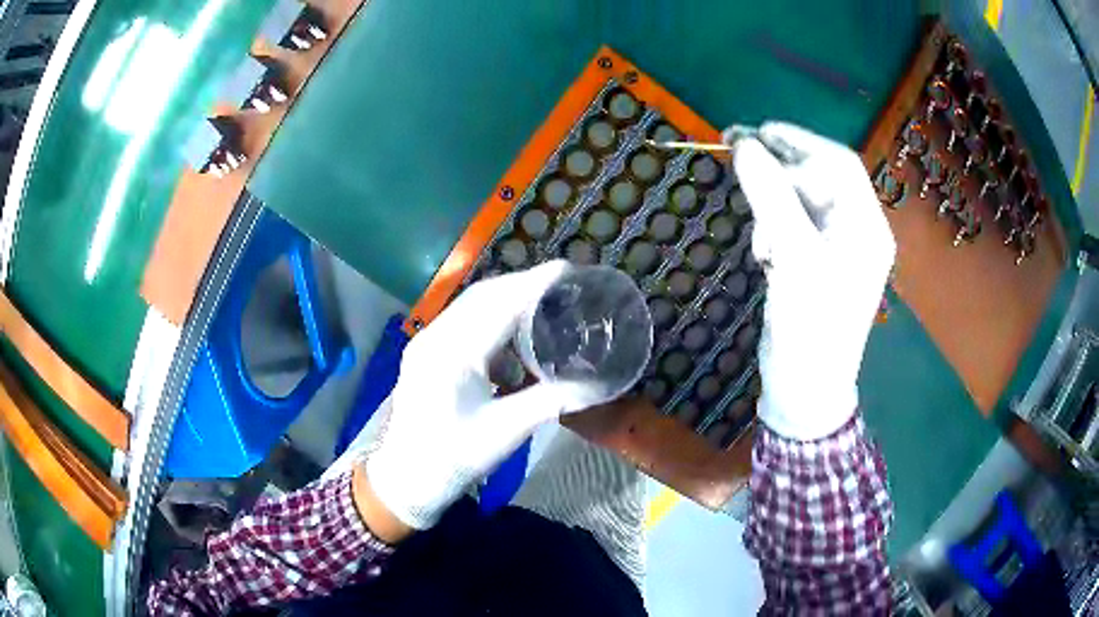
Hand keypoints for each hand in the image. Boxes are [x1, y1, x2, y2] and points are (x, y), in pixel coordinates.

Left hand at [365, 260, 582, 529]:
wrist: (407, 478)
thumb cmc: (455, 457)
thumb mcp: (506, 431)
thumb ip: (552, 401)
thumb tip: (597, 384)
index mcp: (453, 353)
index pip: (499, 304)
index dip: (534, 283)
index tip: (568, 268)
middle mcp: (435, 337)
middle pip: (483, 295)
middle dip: (522, 284)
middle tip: (561, 284)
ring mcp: (426, 343)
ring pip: (471, 306)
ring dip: (506, 299)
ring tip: (541, 303)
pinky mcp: (426, 353)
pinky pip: (462, 323)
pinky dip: (490, 319)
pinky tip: (511, 337)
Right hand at [729, 122, 894, 439]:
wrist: (805, 390)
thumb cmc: (811, 326)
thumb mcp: (795, 257)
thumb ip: (772, 196)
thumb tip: (744, 145)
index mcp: (867, 226)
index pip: (838, 164)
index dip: (798, 142)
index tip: (755, 133)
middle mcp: (858, 231)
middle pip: (821, 179)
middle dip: (782, 169)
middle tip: (739, 154)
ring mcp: (837, 249)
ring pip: (803, 202)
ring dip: (774, 206)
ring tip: (759, 239)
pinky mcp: (816, 264)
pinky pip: (795, 227)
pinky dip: (774, 230)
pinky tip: (764, 254)